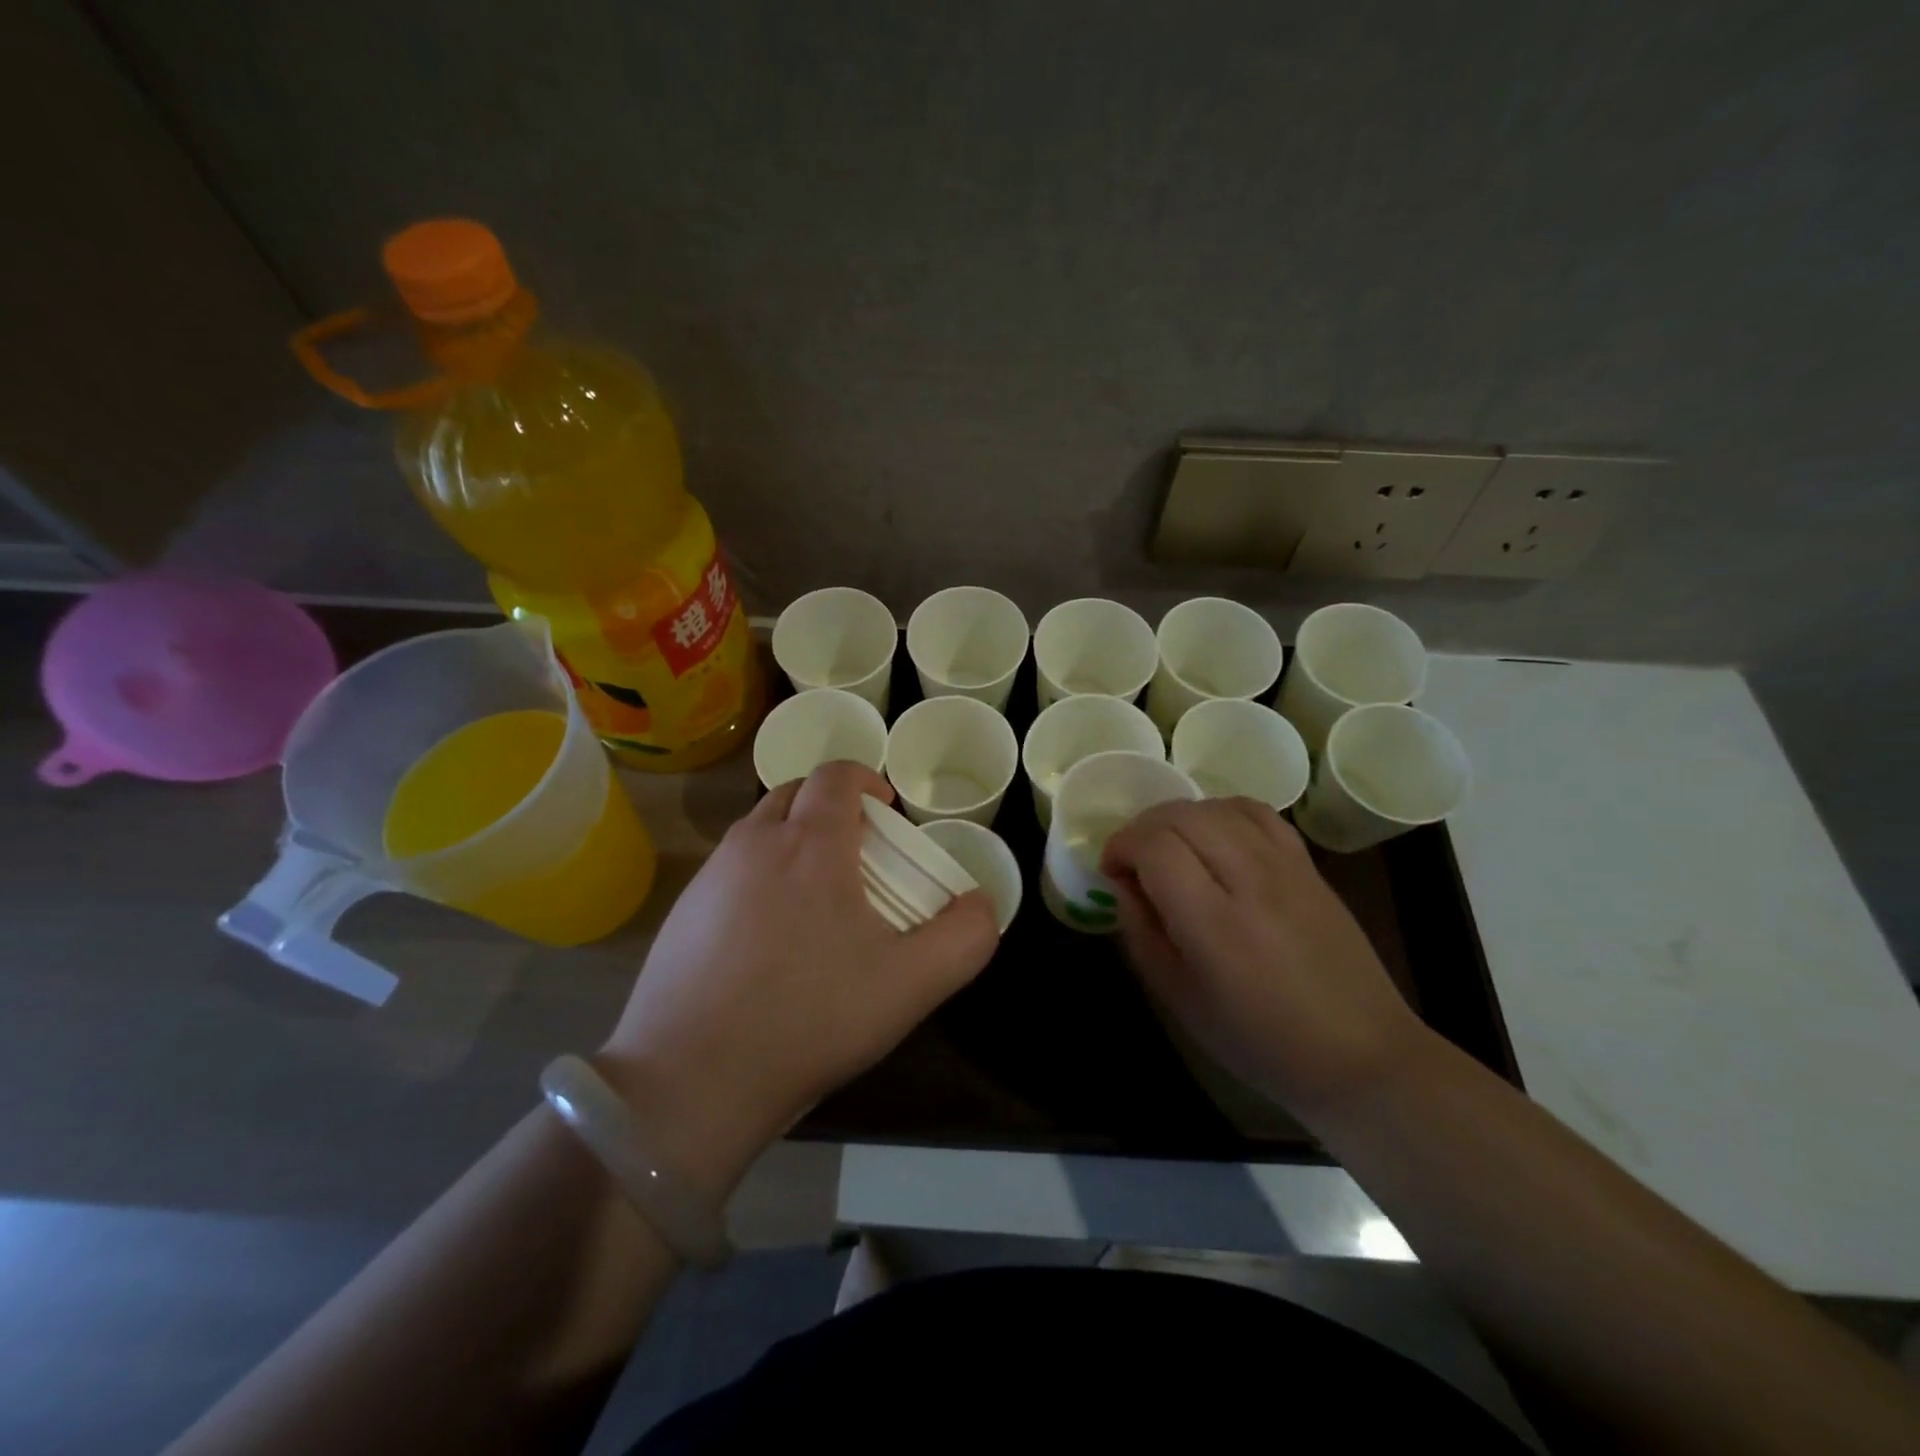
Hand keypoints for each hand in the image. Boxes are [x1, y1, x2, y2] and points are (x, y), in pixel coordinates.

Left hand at [600, 762, 997, 1198]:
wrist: (690, 1081)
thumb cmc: (810, 1019)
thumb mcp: (911, 985)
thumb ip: (964, 938)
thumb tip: (981, 904)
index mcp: (809, 843)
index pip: (837, 774)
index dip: (867, 781)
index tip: (887, 814)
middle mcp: (753, 843)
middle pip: (796, 793)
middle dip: (831, 808)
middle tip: (859, 855)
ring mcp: (710, 877)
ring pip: (760, 831)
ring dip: (794, 840)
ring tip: (817, 899)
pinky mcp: (682, 913)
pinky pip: (731, 870)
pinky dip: (760, 877)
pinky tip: (769, 940)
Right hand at [1101, 798, 1428, 1119]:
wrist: (1359, 1054)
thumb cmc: (1259, 1042)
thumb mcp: (1180, 1000)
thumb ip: (1142, 934)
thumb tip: (1123, 883)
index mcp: (1215, 924)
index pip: (1155, 848)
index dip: (1122, 847)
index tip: (1112, 872)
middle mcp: (1251, 881)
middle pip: (1182, 816)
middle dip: (1143, 828)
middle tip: (1133, 860)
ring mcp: (1286, 867)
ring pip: (1216, 807)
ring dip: (1179, 818)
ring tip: (1170, 848)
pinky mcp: (1308, 865)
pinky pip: (1257, 813)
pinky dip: (1222, 812)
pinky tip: (1214, 837)